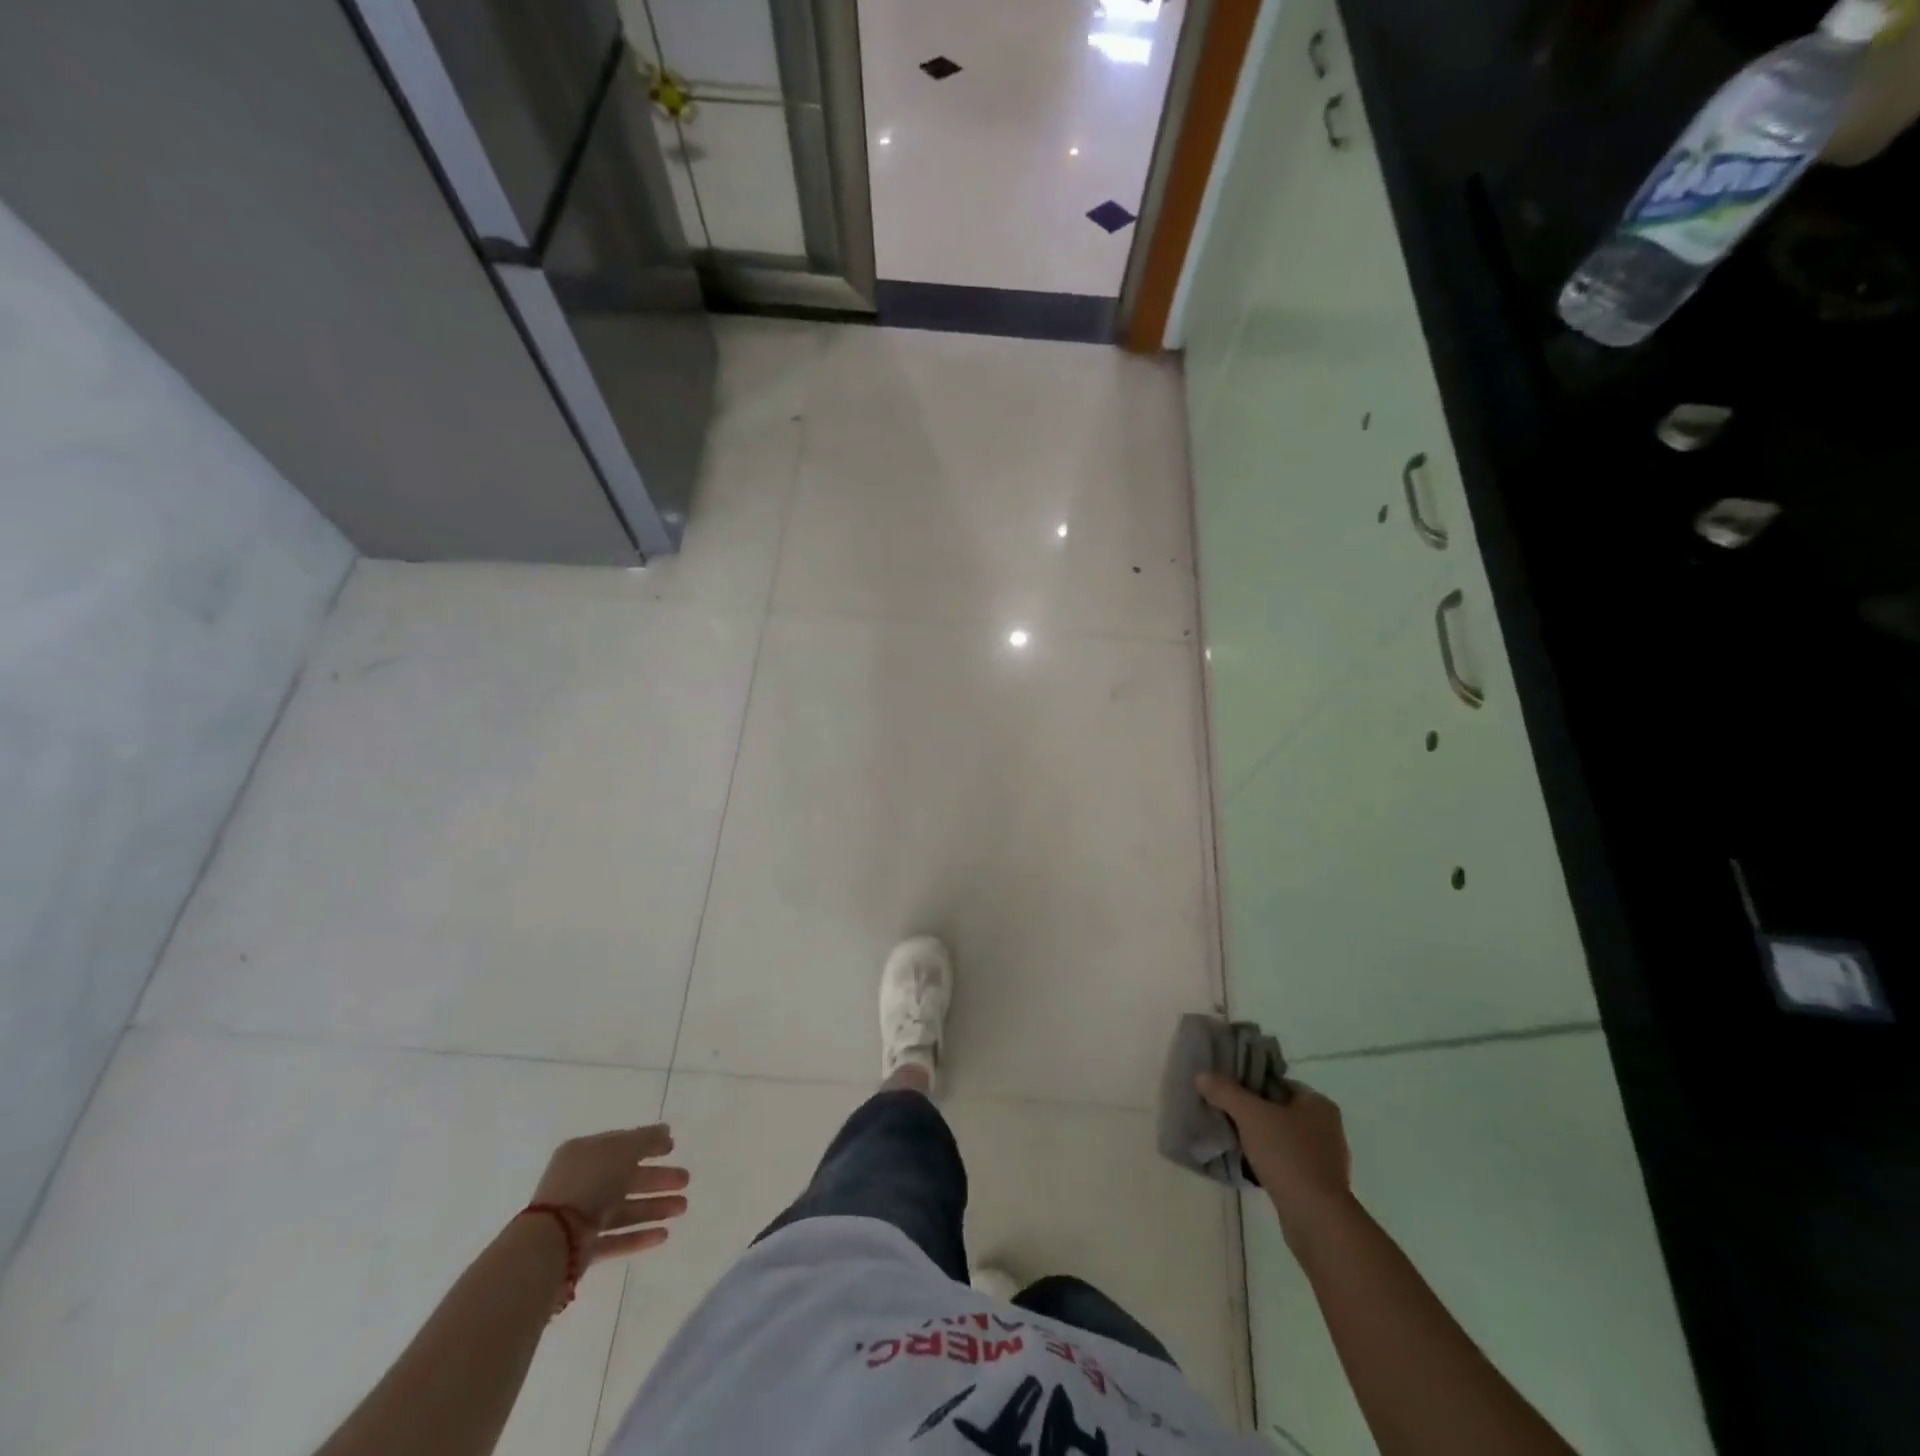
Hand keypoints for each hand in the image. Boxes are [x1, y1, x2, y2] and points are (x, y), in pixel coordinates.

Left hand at [530, 1125, 688, 1263]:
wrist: (552, 1243)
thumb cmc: (588, 1184)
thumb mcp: (622, 1151)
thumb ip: (646, 1139)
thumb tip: (665, 1131)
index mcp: (584, 1154)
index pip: (621, 1145)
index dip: (648, 1144)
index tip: (673, 1147)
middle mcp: (581, 1183)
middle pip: (626, 1178)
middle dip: (657, 1179)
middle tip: (686, 1180)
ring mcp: (580, 1218)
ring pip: (624, 1208)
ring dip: (654, 1207)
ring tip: (682, 1208)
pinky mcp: (582, 1249)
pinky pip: (615, 1238)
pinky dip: (639, 1236)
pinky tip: (663, 1235)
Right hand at [1197, 1074, 1352, 1240]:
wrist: (1316, 1219)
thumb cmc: (1287, 1155)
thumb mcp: (1250, 1115)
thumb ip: (1225, 1092)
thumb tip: (1202, 1075)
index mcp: (1318, 1104)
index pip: (1277, 1083)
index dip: (1250, 1083)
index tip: (1226, 1090)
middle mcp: (1327, 1128)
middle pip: (1279, 1110)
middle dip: (1252, 1113)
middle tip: (1224, 1113)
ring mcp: (1325, 1159)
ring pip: (1282, 1138)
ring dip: (1259, 1139)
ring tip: (1232, 1139)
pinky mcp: (1318, 1186)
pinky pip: (1286, 1163)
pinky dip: (1268, 1162)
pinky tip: (1248, 1166)